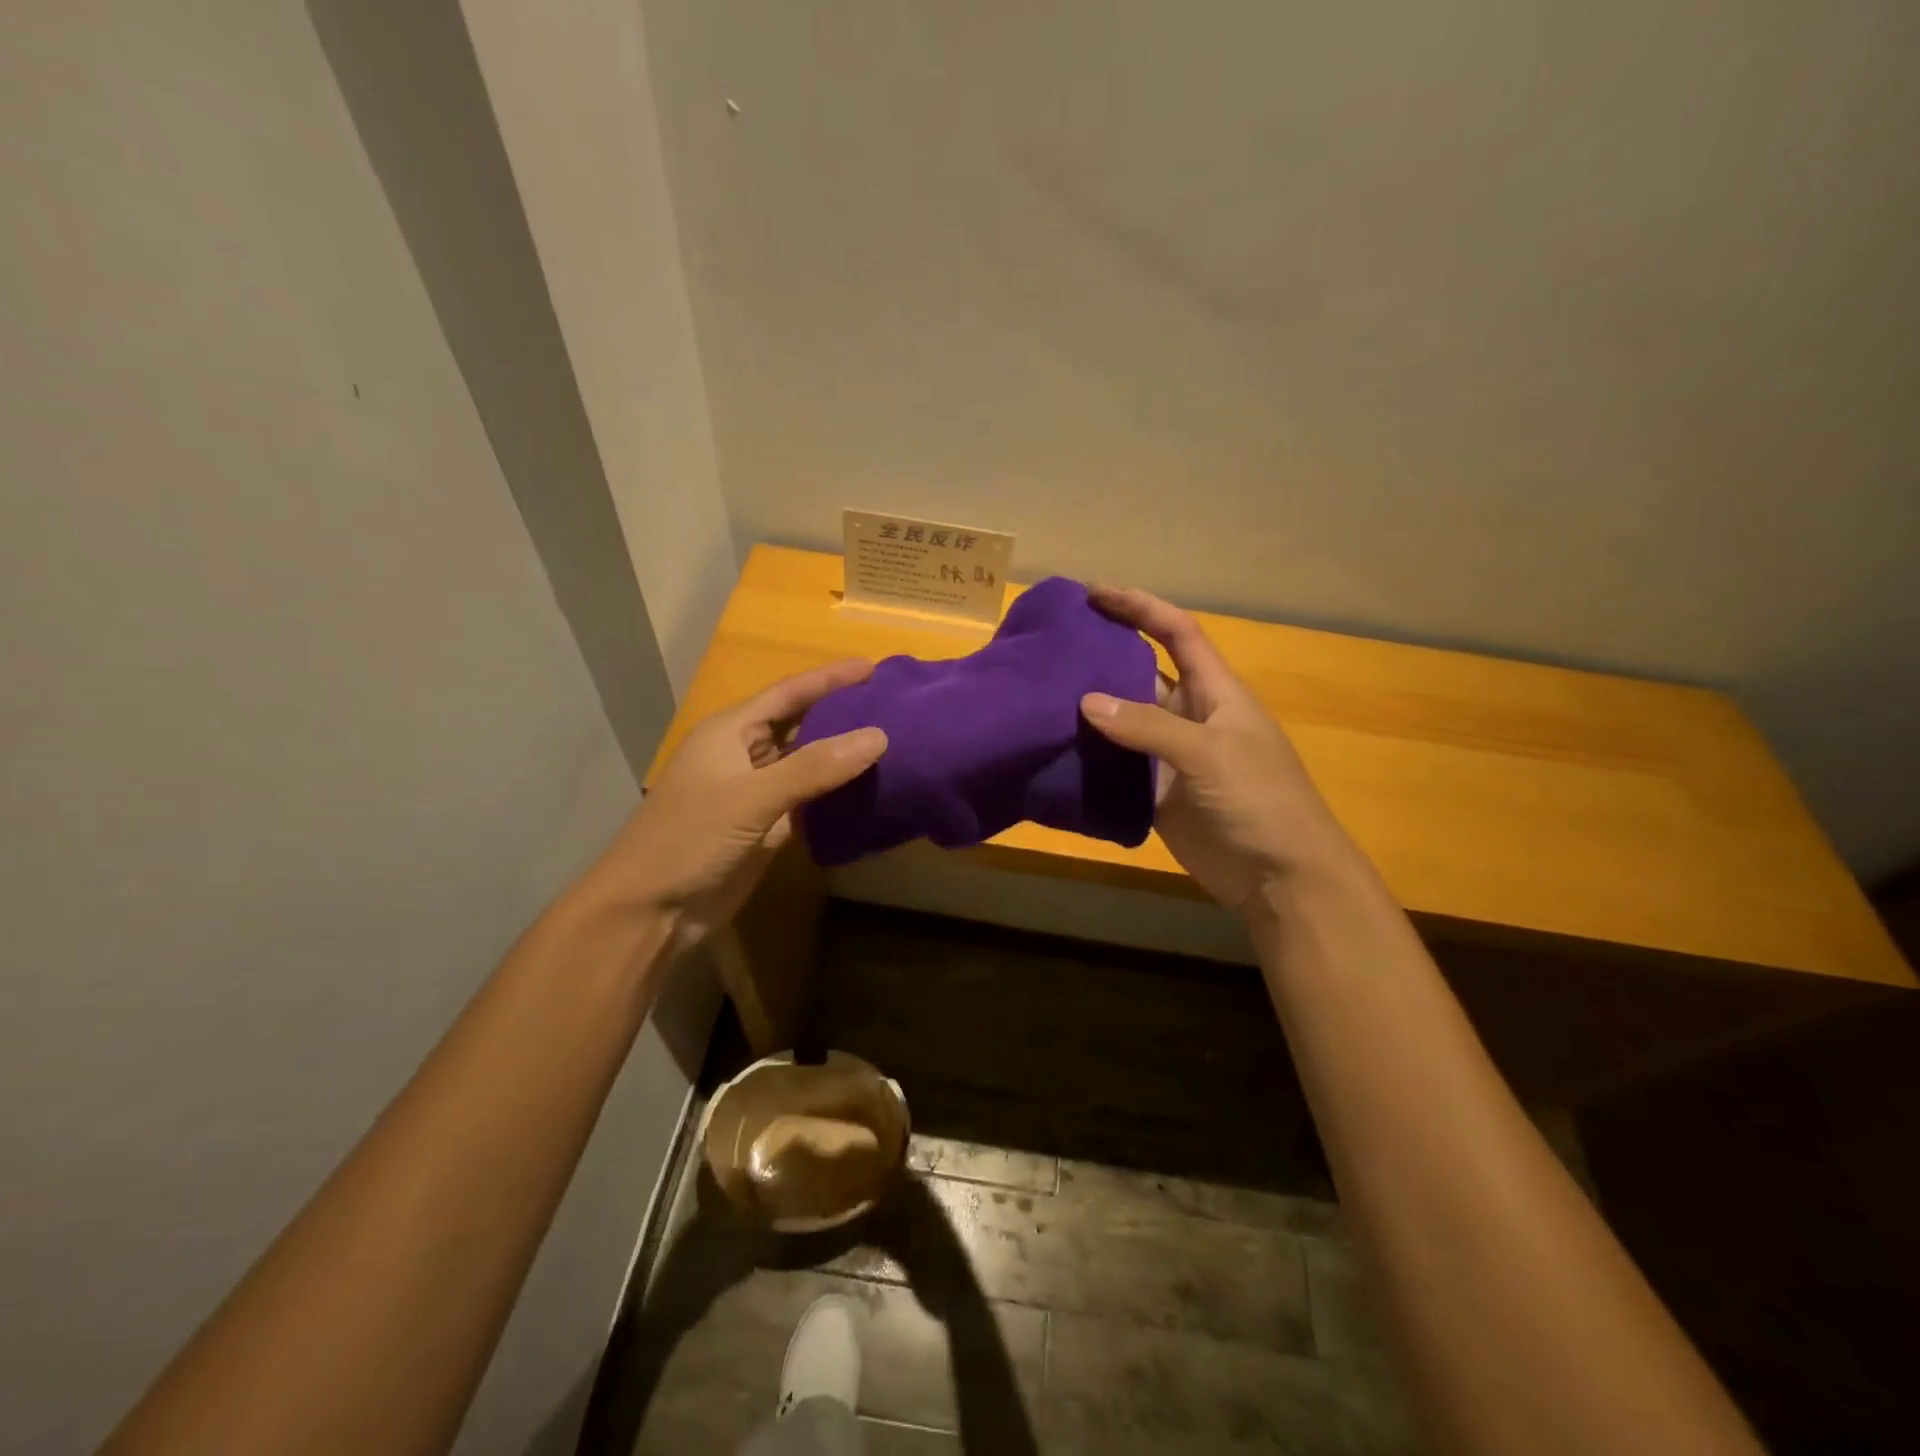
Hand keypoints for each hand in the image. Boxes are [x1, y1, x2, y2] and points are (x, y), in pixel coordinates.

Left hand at [579, 660, 887, 950]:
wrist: (648, 911)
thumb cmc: (688, 840)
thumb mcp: (751, 798)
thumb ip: (814, 767)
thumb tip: (878, 736)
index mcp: (731, 732)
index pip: (789, 693)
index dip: (830, 678)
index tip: (874, 667)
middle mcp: (745, 755)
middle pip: (801, 724)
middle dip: (842, 712)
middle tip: (893, 705)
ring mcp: (756, 793)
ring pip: (807, 764)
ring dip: (843, 755)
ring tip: (893, 742)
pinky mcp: (766, 827)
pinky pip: (809, 801)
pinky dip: (836, 795)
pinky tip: (870, 791)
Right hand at [1079, 586, 1356, 914]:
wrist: (1280, 878)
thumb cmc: (1259, 801)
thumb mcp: (1208, 753)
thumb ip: (1148, 726)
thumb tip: (1086, 701)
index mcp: (1214, 691)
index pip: (1177, 632)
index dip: (1140, 607)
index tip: (1094, 593)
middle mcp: (1190, 715)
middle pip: (1143, 673)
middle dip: (1104, 655)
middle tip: (1053, 645)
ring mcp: (1171, 756)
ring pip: (1124, 721)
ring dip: (1091, 709)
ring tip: (1041, 693)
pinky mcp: (1156, 793)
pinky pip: (1117, 766)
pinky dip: (1090, 758)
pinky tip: (1056, 749)